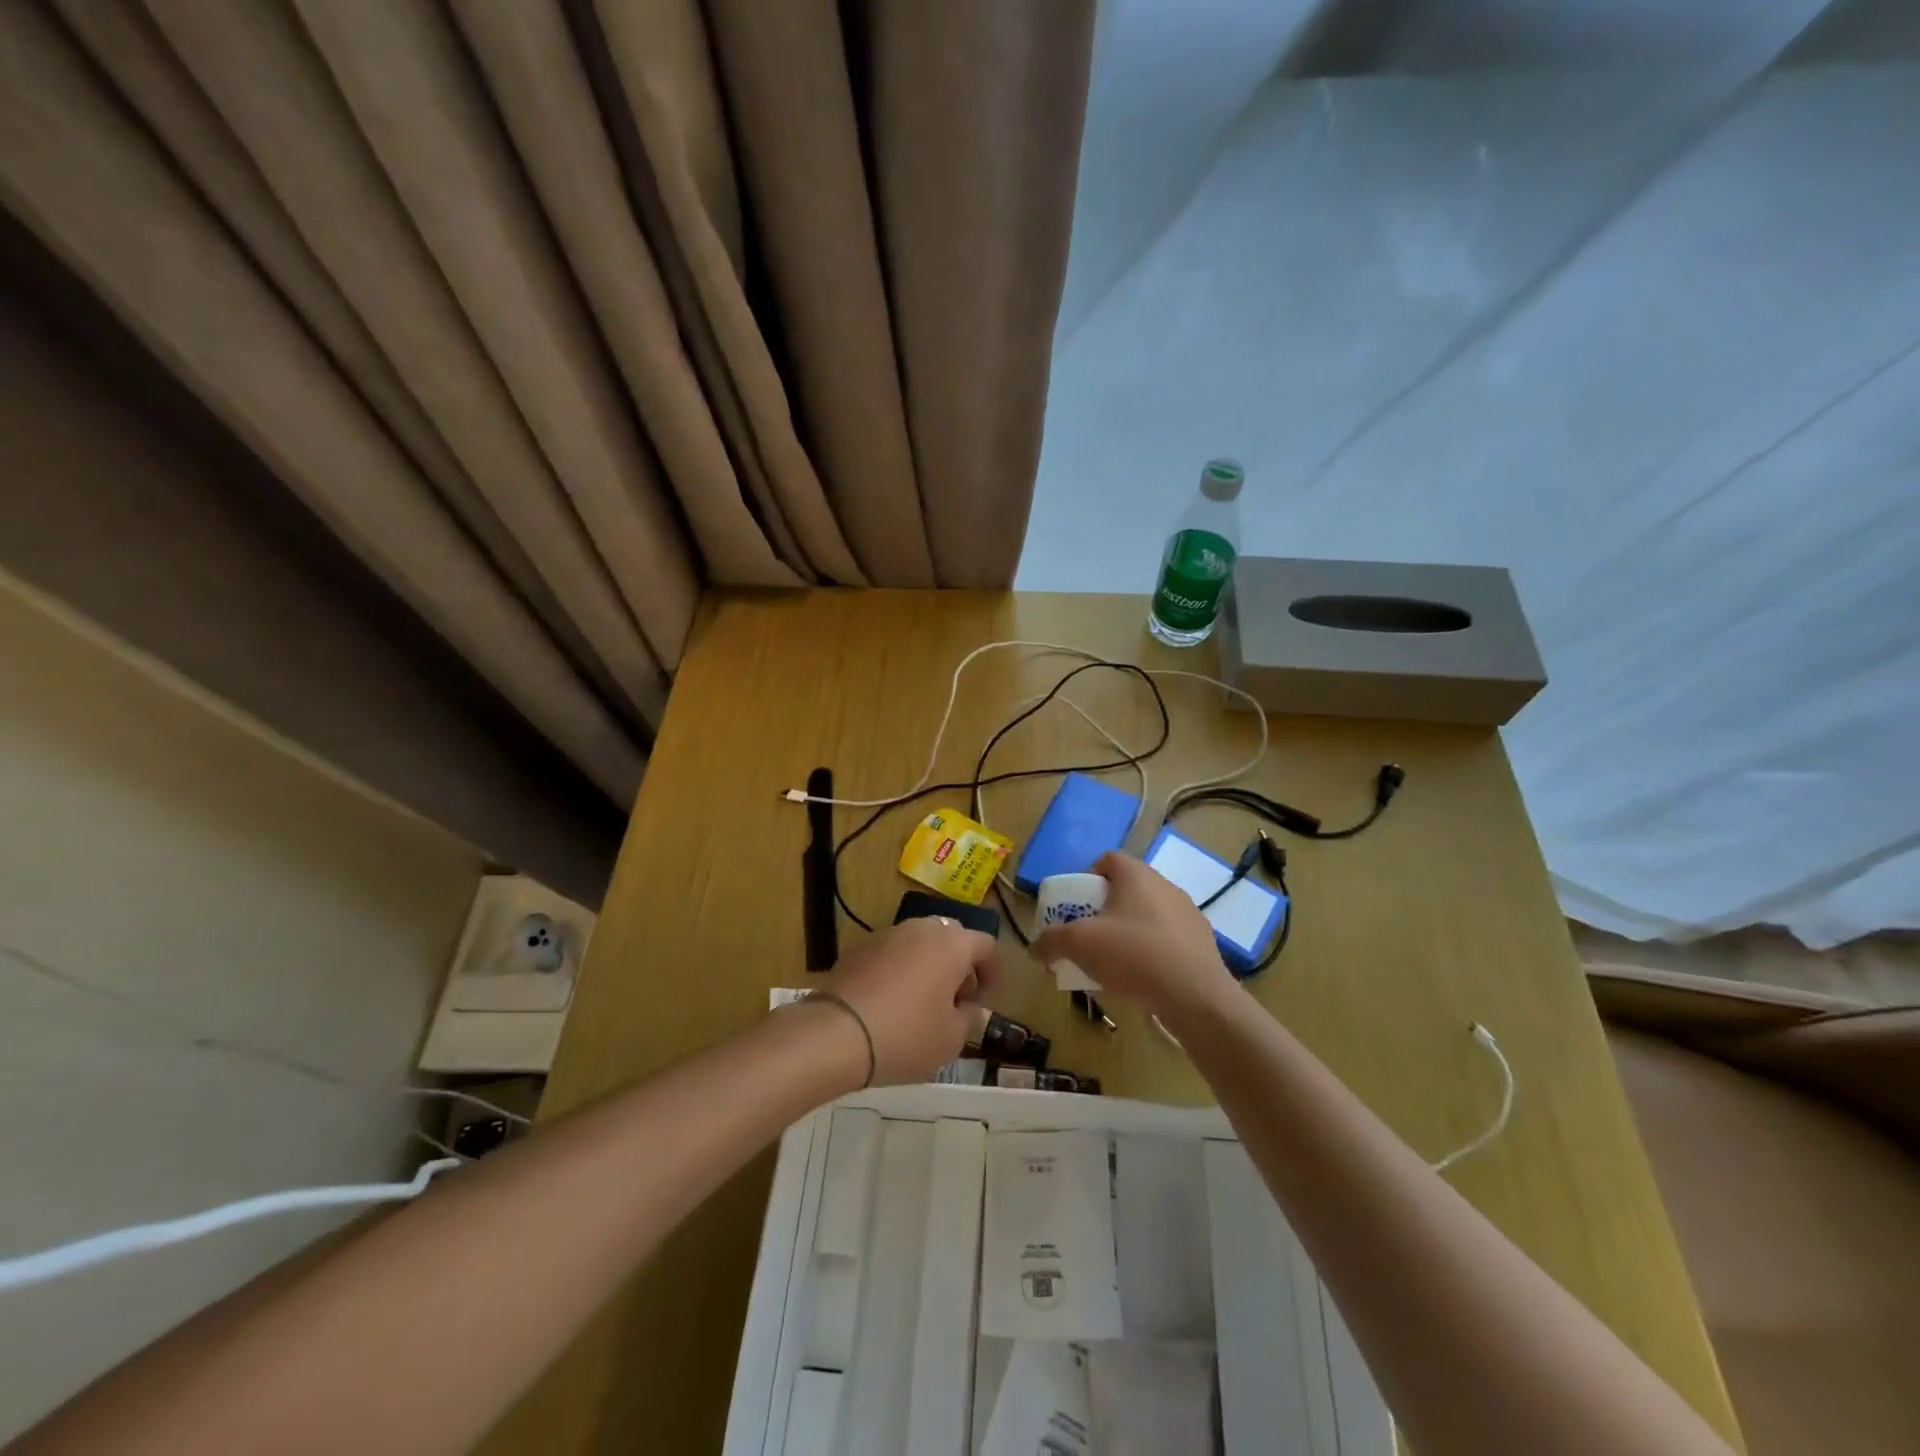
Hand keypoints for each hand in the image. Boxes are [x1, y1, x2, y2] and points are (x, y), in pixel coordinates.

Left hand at [811, 917, 1000, 1084]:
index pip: (986, 945)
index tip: (986, 1000)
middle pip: (952, 937)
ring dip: (929, 965)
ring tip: (923, 1002)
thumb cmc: (906, 1036)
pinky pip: (892, 952)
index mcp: (952, 944)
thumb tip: (968, 1006)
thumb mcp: (951, 1039)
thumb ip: (969, 1018)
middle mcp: (921, 928)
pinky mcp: (859, 946)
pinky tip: (892, 1001)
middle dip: (960, 965)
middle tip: (956, 1000)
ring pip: (920, 942)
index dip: (993, 972)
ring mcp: (887, 933)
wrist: (836, 1034)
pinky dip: (900, 969)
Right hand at [1032, 852, 1237, 1027]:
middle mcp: (1165, 885)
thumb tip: (1034, 948)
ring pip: (1148, 915)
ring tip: (1114, 962)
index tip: (1076, 904)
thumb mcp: (1079, 945)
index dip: (1088, 877)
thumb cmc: (1133, 955)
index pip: (1108, 860)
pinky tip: (1142, 978)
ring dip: (1129, 931)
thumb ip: (1051, 941)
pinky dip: (1152, 951)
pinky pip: (1168, 939)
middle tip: (1089, 935)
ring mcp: (1188, 913)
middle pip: (1127, 889)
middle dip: (1105, 909)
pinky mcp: (1203, 942)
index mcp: (1136, 875)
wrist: (1195, 996)